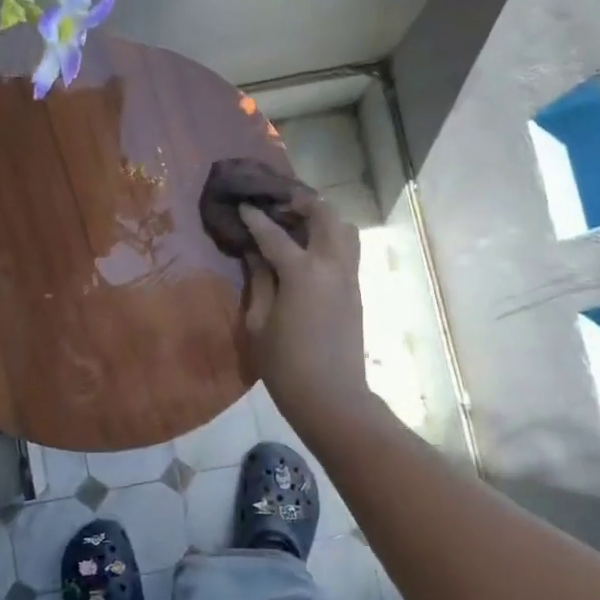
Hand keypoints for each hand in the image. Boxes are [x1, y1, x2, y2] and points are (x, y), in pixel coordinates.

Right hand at [240, 198, 372, 437]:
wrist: (331, 396)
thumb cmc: (285, 365)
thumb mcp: (258, 323)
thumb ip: (259, 281)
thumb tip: (256, 254)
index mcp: (303, 272)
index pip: (274, 233)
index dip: (256, 218)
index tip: (243, 205)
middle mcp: (332, 264)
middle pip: (324, 214)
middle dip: (300, 202)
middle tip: (277, 206)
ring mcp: (349, 276)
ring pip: (344, 228)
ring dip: (322, 218)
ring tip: (297, 226)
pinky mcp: (356, 290)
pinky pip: (347, 249)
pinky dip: (330, 238)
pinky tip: (308, 252)